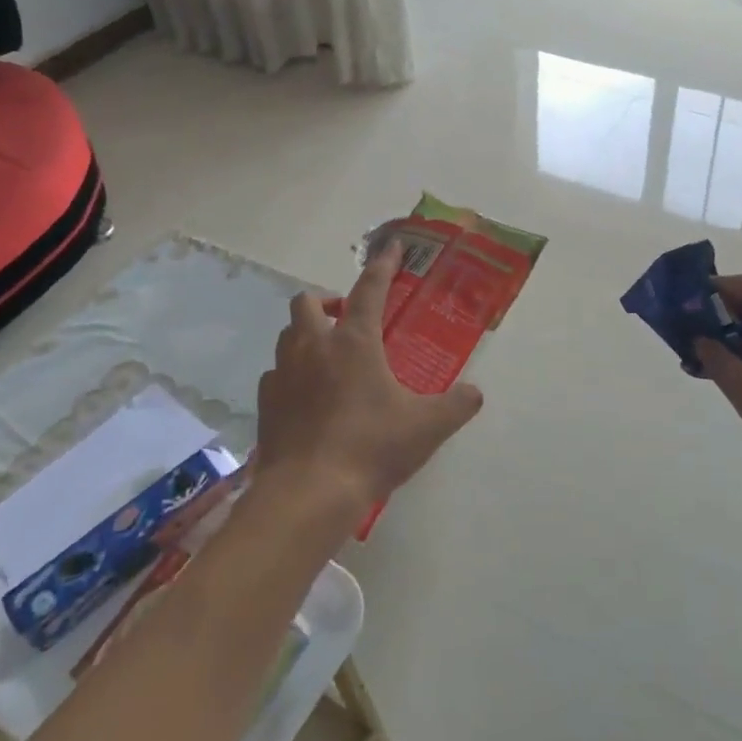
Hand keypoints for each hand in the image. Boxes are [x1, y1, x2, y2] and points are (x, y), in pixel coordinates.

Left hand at [255, 243, 484, 517]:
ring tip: (327, 354)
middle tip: (347, 317)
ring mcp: (283, 375)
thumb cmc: (370, 448)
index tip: (392, 246)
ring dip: (306, 333)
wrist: (308, 494)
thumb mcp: (426, 427)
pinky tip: (306, 394)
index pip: (369, 289)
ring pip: (287, 334)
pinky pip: (275, 373)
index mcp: (354, 342)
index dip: (383, 265)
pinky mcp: (266, 404)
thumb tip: (475, 394)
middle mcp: (314, 348)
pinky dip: (290, 372)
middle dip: (327, 300)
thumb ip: (456, 405)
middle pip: (307, 302)